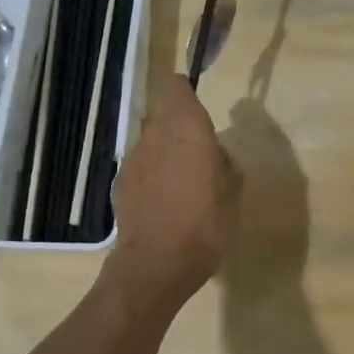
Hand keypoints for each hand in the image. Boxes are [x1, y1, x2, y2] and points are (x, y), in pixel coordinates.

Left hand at [110, 74, 241, 304]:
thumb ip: (223, 162)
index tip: (195, 102)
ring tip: (183, 185)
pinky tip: (163, 203)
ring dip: (166, 154)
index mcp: (186, 128)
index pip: (176, 88)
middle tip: (200, 155)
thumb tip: (214, 154)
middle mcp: (155, 135)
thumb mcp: (232, 191)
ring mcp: (133, 159)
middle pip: (164, 117)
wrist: (156, 265)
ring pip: (152, 143)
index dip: (185, 91)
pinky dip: (152, 178)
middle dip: (180, 129)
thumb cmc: (205, 223)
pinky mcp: (120, 185)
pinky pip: (141, 169)